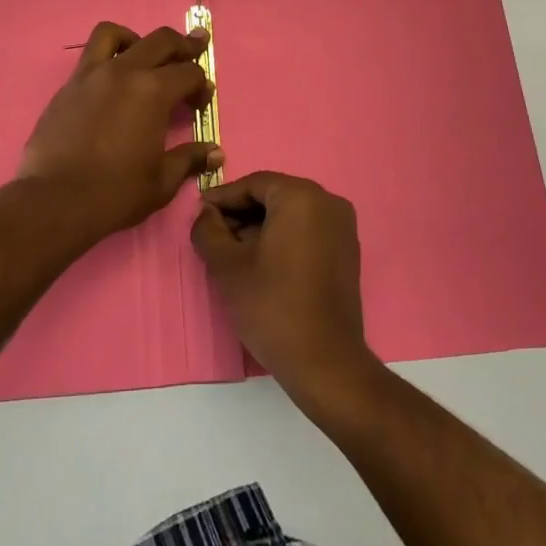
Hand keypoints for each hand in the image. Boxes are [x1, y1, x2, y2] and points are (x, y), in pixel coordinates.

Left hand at [19, 21, 220, 240]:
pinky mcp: (68, 86)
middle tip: (195, 48)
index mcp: (153, 92)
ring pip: (114, 34)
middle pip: (160, 40)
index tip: (201, 102)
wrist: (55, 200)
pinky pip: (89, 56)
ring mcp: (91, 75)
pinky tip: (111, 81)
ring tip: (143, 56)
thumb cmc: (116, 193)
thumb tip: (215, 152)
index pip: (189, 72)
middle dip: (184, 44)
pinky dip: (106, 56)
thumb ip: (189, 159)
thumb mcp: (162, 181)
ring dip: (136, 39)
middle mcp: (124, 72)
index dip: (201, 84)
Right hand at [192, 172, 380, 413]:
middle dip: (241, 212)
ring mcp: (342, 227)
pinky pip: (307, 230)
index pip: (253, 184)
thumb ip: (208, 230)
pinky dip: (282, 238)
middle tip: (213, 234)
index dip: (223, 197)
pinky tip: (260, 261)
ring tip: (231, 251)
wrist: (325, 362)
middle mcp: (328, 202)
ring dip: (259, 226)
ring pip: (290, 214)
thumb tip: (206, 213)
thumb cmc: (272, 306)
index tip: (199, 212)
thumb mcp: (227, 266)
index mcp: (302, 196)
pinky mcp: (347, 251)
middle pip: (274, 196)